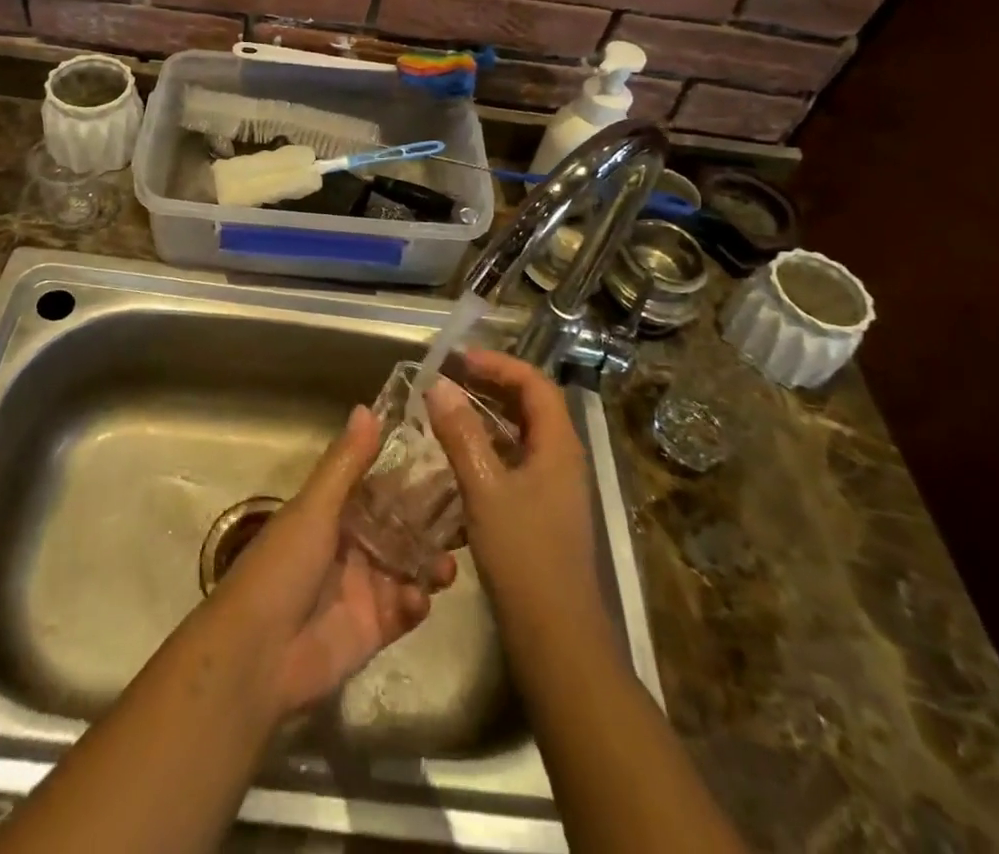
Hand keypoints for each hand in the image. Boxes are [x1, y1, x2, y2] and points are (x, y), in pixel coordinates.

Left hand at [201, 404, 455, 717]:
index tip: (450, 458)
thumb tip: (367, 407)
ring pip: (409, 567)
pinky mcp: (373, 629)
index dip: (411, 475)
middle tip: (470, 513)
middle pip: (401, 527)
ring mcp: (364, 587)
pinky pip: (405, 610)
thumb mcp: (314, 507)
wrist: (257, 654)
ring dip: (431, 563)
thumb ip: (346, 463)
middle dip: (431, 522)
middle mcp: (352, 544)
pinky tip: (418, 599)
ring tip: (448, 564)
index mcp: (334, 511)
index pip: (381, 487)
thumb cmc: (283, 566)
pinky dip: (416, 602)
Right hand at [427, 349, 602, 624]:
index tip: (459, 359)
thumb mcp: (485, 488)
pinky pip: (513, 463)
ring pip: (520, 436)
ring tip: (445, 411)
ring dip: (485, 418)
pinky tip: (455, 460)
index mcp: (559, 447)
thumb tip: (437, 384)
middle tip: (448, 379)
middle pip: (530, 406)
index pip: (535, 384)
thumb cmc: (524, 556)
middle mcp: (562, 460)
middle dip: (490, 386)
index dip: (498, 365)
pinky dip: (486, 450)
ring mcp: (553, 488)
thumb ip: (460, 433)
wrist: (556, 638)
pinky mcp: (540, 512)